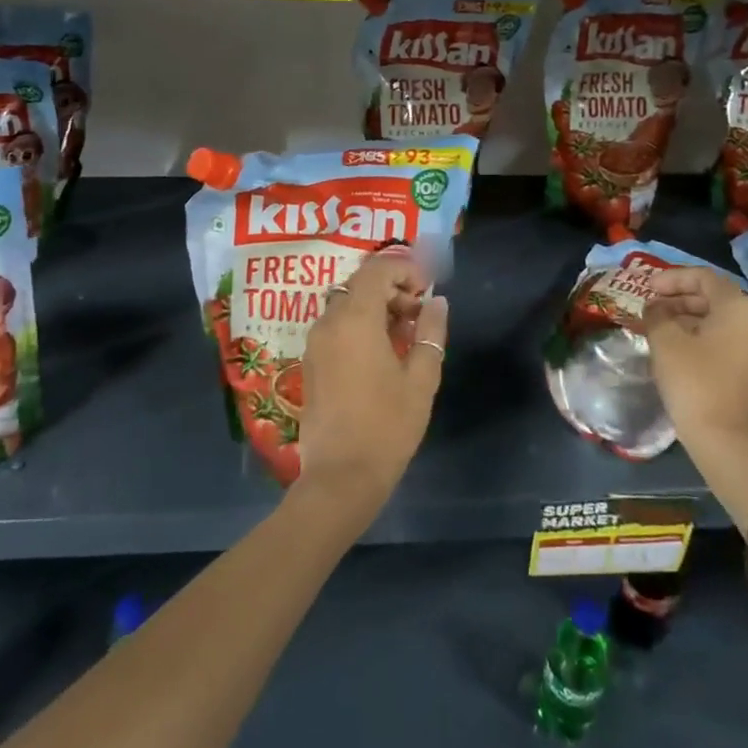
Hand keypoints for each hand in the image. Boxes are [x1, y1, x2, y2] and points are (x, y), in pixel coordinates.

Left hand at [293, 249, 448, 523]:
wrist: (340, 478)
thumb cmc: (387, 426)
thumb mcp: (422, 379)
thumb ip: (431, 332)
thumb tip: (437, 301)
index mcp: (355, 319)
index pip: (377, 269)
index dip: (405, 269)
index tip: (427, 290)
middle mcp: (328, 322)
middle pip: (360, 284)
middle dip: (392, 289)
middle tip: (420, 316)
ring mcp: (315, 343)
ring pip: (346, 304)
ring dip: (376, 308)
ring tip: (405, 337)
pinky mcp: (310, 362)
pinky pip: (336, 326)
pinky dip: (359, 325)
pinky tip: (382, 354)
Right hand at [644, 267, 747, 451]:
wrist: (730, 443)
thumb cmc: (695, 382)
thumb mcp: (666, 342)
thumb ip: (657, 315)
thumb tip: (656, 308)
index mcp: (738, 307)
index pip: (703, 277)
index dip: (672, 278)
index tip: (647, 288)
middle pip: (714, 298)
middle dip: (679, 300)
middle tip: (650, 310)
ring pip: (721, 322)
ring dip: (688, 320)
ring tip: (659, 331)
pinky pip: (728, 343)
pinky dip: (702, 339)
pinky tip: (679, 353)